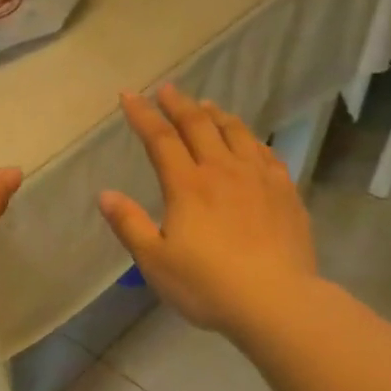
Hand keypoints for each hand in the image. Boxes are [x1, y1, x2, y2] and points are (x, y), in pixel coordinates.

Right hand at [98, 85, 316, 335]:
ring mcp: (259, 178)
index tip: (129, 96)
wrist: (275, 300)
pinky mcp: (285, 192)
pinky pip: (265, 152)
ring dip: (216, 115)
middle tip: (167, 89)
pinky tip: (249, 141)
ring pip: (236, 133)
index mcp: (188, 185)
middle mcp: (223, 171)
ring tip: (206, 106)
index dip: (143, 115)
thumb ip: (130, 224)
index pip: (160, 139)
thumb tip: (105, 194)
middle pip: (199, 126)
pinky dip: (250, 138)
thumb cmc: (207, 285)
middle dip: (179, 105)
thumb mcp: (155, 261)